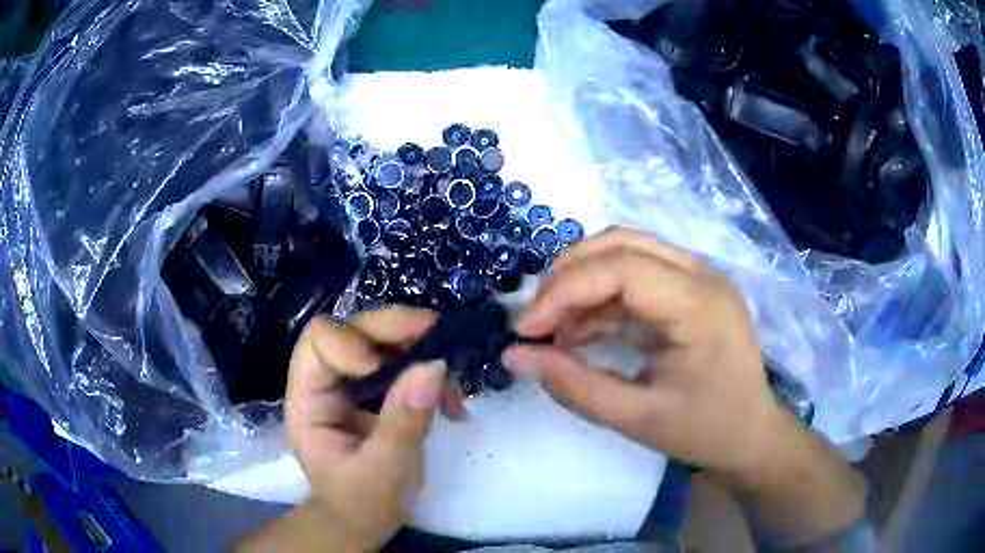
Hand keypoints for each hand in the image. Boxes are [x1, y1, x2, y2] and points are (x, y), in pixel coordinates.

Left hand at [284, 308, 444, 549]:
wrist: (364, 522)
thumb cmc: (361, 505)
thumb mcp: (383, 473)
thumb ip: (404, 423)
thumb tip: (434, 365)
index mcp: (308, 399)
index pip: (318, 342)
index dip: (352, 341)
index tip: (383, 365)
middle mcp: (327, 382)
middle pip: (354, 331)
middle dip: (396, 330)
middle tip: (440, 334)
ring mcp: (354, 386)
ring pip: (383, 342)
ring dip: (420, 349)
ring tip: (452, 384)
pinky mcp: (378, 393)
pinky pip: (404, 363)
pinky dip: (431, 372)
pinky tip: (452, 402)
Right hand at [503, 227, 779, 478]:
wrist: (751, 435)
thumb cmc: (704, 431)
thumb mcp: (636, 419)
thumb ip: (573, 386)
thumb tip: (512, 357)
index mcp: (700, 306)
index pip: (623, 268)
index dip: (565, 290)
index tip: (527, 329)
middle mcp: (703, 276)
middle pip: (622, 243)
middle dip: (569, 275)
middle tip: (536, 320)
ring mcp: (699, 278)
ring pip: (626, 252)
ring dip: (583, 283)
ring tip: (553, 330)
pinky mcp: (691, 290)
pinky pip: (637, 277)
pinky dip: (601, 299)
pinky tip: (579, 332)